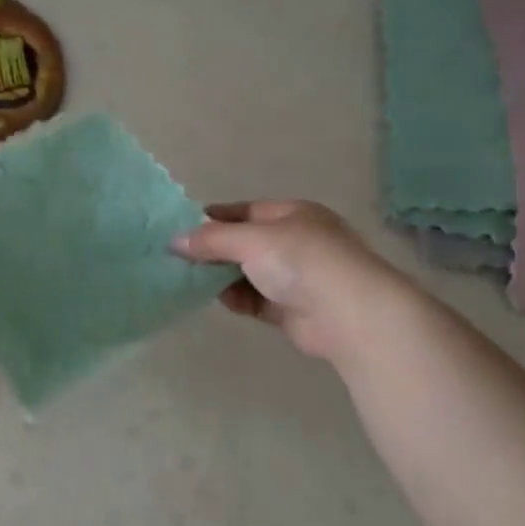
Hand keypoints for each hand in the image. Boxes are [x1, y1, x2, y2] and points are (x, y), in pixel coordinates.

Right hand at [174, 200, 410, 362]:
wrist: (350, 314)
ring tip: (190, 280)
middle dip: (213, 250)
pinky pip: (255, 299)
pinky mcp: (290, 308)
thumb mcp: (251, 240)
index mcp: (292, 214)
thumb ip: (211, 239)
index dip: (212, 218)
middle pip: (243, 243)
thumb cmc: (302, 262)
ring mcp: (294, 277)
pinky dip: (237, 299)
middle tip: (178, 259)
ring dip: (221, 277)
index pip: (244, 210)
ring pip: (246, 273)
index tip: (179, 229)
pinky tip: (220, 300)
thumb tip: (174, 241)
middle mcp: (294, 241)